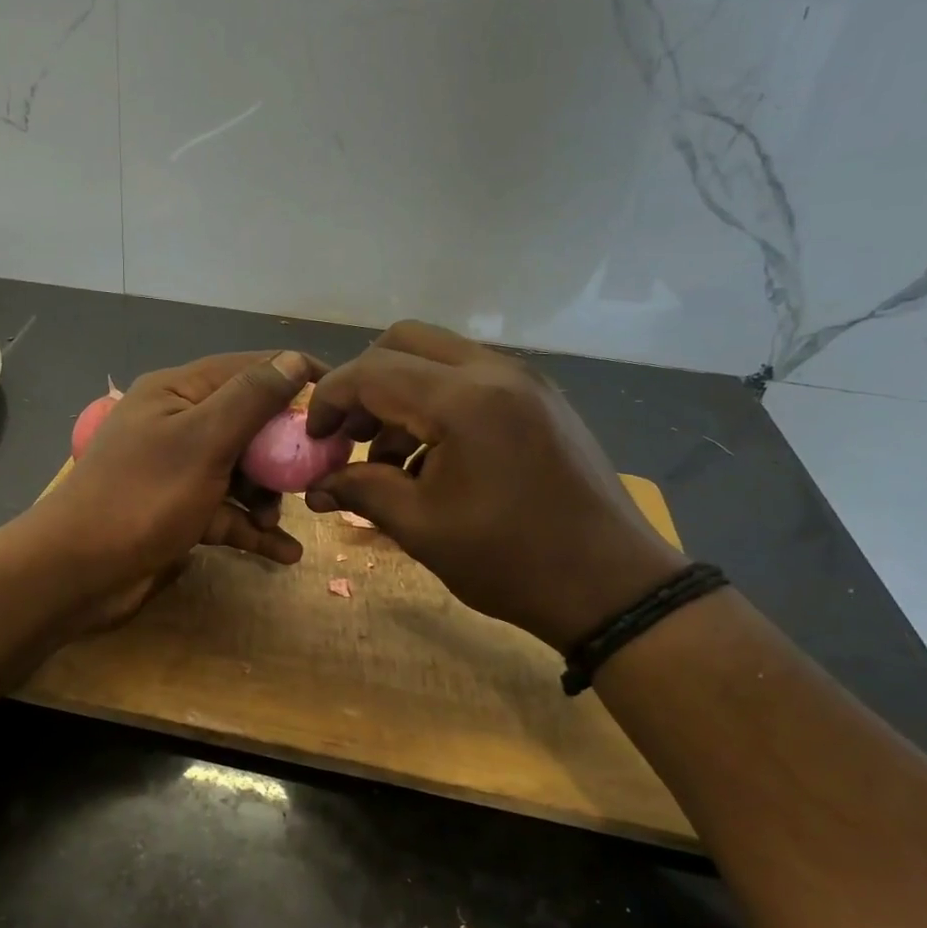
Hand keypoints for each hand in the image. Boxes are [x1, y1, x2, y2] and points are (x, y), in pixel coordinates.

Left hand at [22, 350, 319, 623]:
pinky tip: (286, 553)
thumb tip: (294, 359)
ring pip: (238, 471)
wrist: (75, 573)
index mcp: (176, 393)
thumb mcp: (203, 441)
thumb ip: (250, 399)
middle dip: (283, 448)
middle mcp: (176, 425)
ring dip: (266, 495)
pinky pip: (224, 513)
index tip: (338, 397)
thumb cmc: (142, 498)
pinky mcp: (177, 513)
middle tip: (320, 470)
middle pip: (246, 424)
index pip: (246, 369)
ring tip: (283, 519)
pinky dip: (251, 529)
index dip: (293, 376)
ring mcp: (175, 472)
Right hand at [304, 322, 683, 650]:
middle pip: (405, 341)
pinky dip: (437, 402)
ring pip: (439, 357)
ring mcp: (525, 381)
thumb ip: (361, 491)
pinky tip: (433, 459)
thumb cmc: (510, 561)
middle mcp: (496, 372)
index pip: (372, 370)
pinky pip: (471, 378)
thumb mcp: (421, 528)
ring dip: (401, 394)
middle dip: (365, 383)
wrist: (612, 586)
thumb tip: (316, 486)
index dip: (330, 399)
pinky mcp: (541, 399)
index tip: (315, 439)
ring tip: (390, 460)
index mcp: (464, 400)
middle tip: (350, 435)